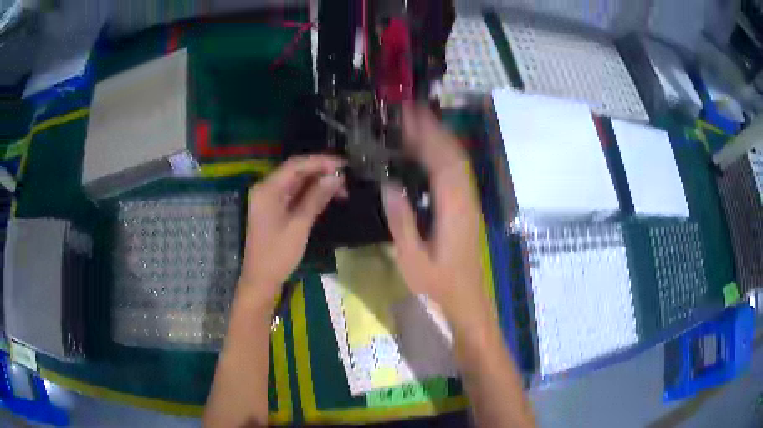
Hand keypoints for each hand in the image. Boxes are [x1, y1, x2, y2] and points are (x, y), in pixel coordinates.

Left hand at [239, 155, 345, 306]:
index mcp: (267, 189)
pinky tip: (327, 197)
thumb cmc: (278, 254)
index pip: (296, 165)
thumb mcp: (299, 225)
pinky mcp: (274, 209)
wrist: (261, 280)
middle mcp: (266, 189)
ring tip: (342, 189)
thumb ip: (316, 198)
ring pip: (296, 183)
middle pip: (296, 171)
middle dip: (321, 172)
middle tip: (346, 178)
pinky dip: (310, 194)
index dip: (320, 161)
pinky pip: (293, 194)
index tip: (344, 164)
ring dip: (318, 183)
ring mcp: (269, 199)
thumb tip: (335, 177)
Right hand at [382, 105, 490, 328]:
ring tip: (415, 123)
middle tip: (408, 111)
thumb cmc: (438, 285)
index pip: (443, 161)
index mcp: (454, 210)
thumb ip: (401, 221)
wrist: (467, 301)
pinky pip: (456, 173)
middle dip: (433, 129)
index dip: (427, 134)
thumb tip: (390, 184)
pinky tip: (427, 152)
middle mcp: (466, 200)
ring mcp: (469, 203)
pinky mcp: (466, 208)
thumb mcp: (412, 259)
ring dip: (439, 139)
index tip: (409, 114)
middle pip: (453, 155)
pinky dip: (442, 155)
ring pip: (457, 162)